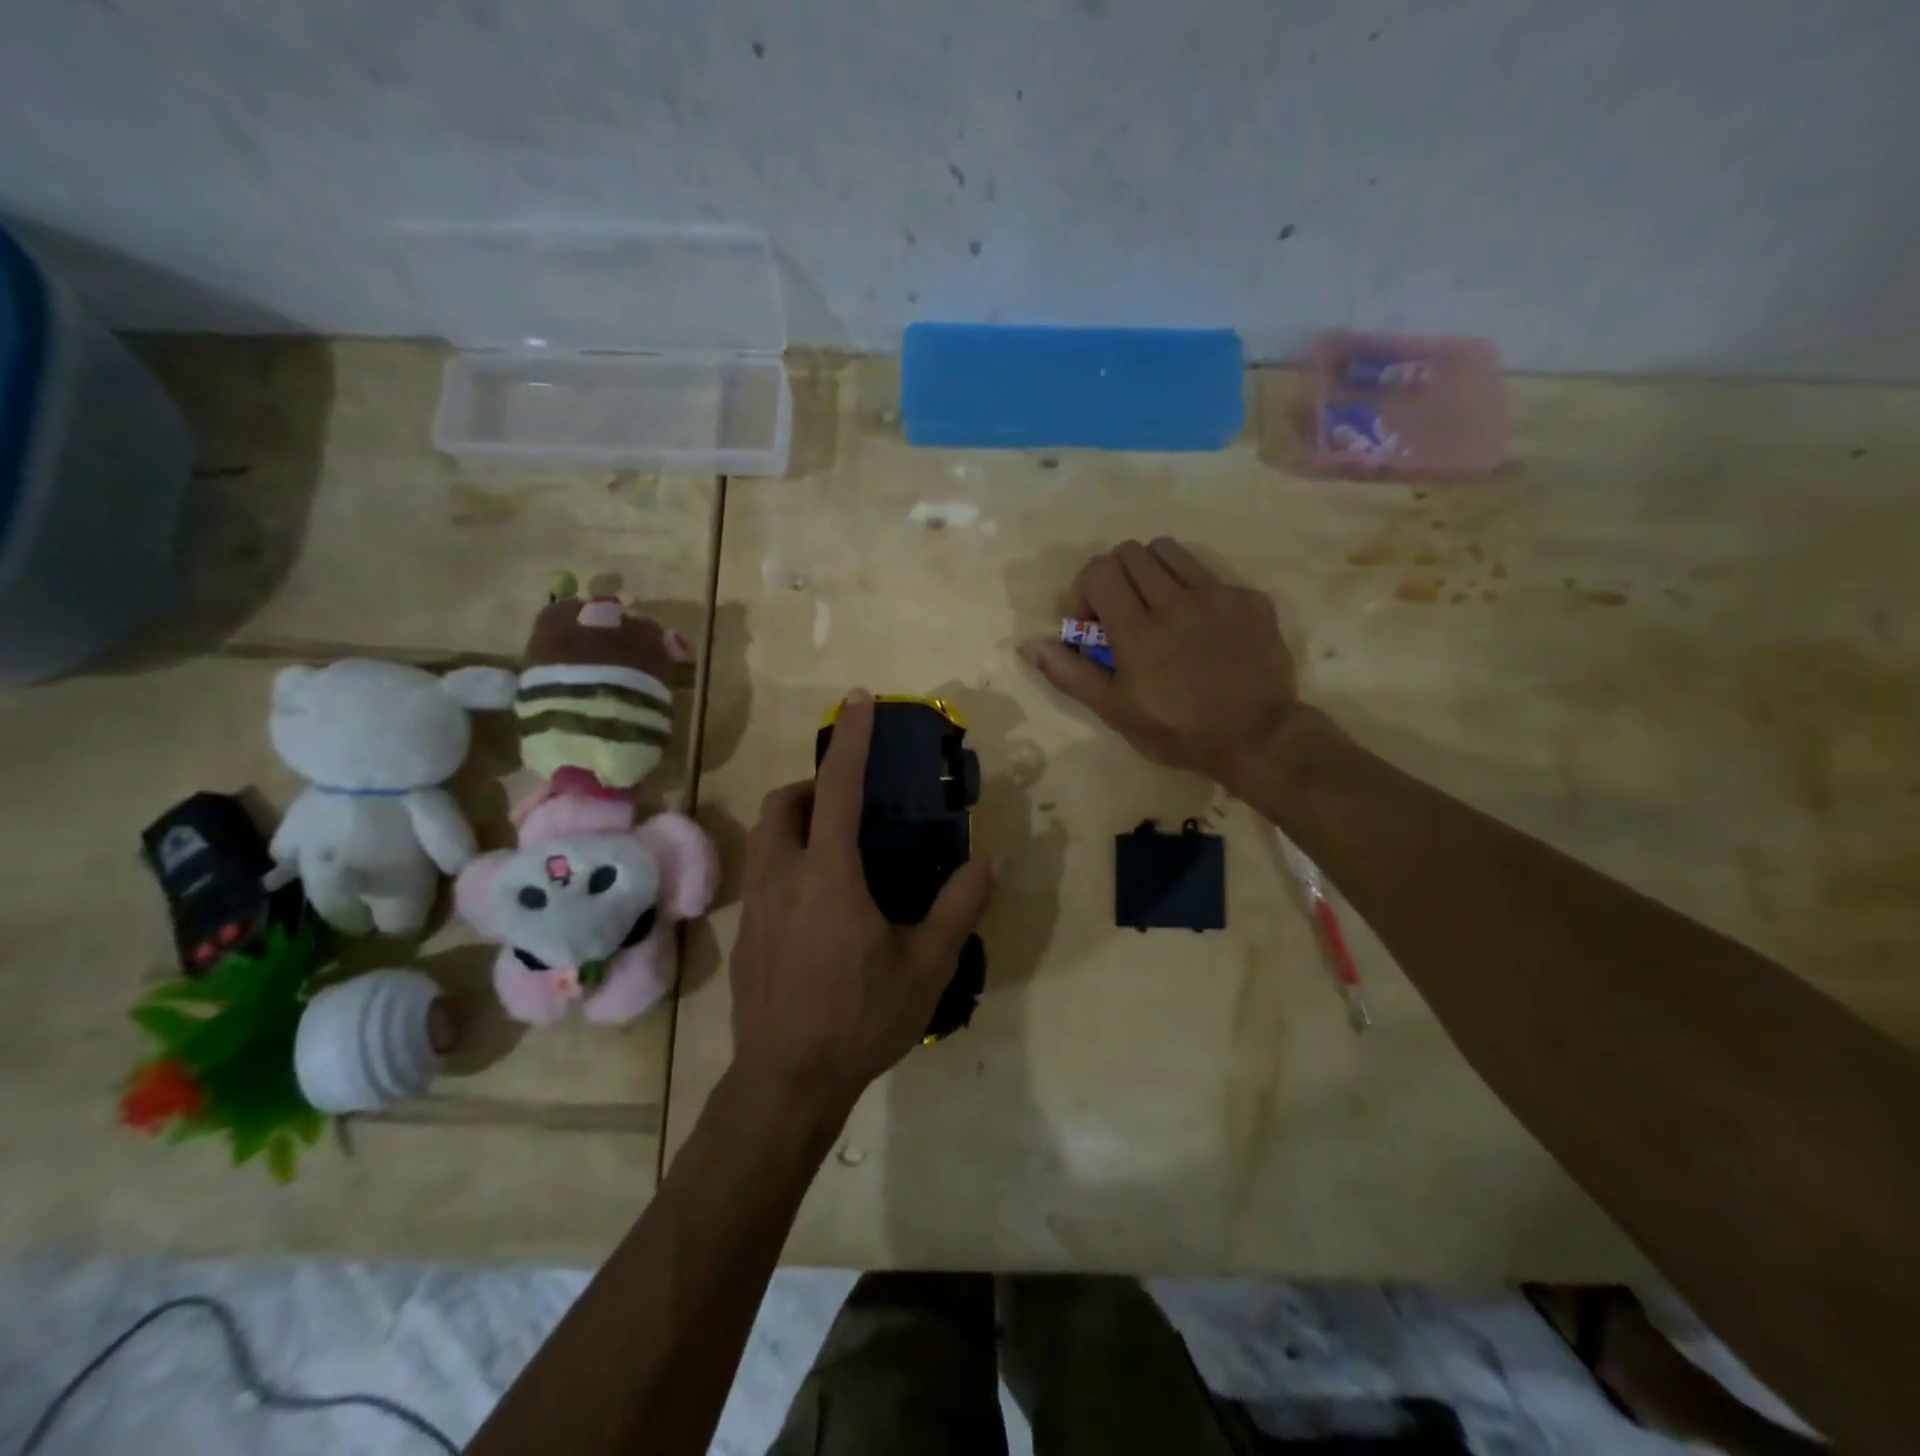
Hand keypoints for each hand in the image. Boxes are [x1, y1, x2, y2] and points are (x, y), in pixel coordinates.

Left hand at [729, 690, 995, 1116]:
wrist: (786, 1082)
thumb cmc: (860, 1018)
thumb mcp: (926, 966)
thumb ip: (957, 908)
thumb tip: (986, 863)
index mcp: (829, 875)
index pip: (839, 788)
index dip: (851, 740)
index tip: (858, 700)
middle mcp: (784, 876)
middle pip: (784, 803)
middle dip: (812, 786)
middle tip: (848, 805)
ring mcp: (756, 904)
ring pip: (766, 836)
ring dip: (796, 822)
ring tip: (836, 849)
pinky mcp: (746, 932)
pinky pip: (763, 872)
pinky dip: (788, 860)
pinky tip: (818, 905)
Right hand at [1018, 537, 1302, 789]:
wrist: (1257, 737)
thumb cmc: (1177, 731)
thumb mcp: (1115, 711)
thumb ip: (1070, 673)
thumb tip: (1029, 645)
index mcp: (1137, 629)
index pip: (1099, 570)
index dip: (1087, 590)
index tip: (1095, 624)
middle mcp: (1175, 601)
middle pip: (1130, 552)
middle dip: (1117, 578)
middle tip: (1125, 613)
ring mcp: (1217, 595)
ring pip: (1170, 550)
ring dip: (1153, 571)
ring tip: (1160, 606)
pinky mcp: (1249, 598)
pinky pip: (1211, 574)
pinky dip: (1196, 590)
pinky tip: (1203, 627)